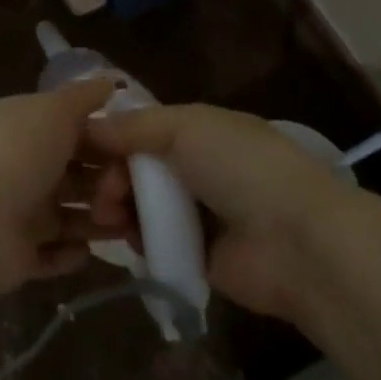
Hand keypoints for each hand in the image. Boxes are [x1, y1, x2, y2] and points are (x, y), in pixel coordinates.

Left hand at [0, 79, 128, 292]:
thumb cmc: (18, 152)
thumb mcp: (55, 110)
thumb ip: (83, 97)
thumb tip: (109, 82)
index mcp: (28, 129)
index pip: (74, 133)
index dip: (106, 142)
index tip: (140, 152)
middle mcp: (23, 168)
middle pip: (74, 176)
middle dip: (106, 185)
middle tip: (139, 195)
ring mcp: (18, 213)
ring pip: (67, 217)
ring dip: (96, 221)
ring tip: (126, 226)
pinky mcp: (17, 256)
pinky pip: (50, 257)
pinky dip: (69, 256)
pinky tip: (88, 251)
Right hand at [87, 104, 348, 320]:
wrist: (297, 242)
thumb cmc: (242, 168)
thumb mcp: (186, 127)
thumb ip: (134, 126)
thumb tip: (88, 124)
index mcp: (202, 130)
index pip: (145, 127)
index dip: (113, 136)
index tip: (83, 150)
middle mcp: (199, 167)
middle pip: (138, 167)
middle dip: (112, 175)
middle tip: (102, 193)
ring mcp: (200, 213)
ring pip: (142, 204)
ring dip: (119, 207)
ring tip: (109, 217)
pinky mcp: (198, 256)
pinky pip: (155, 242)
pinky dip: (139, 240)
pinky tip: (128, 239)